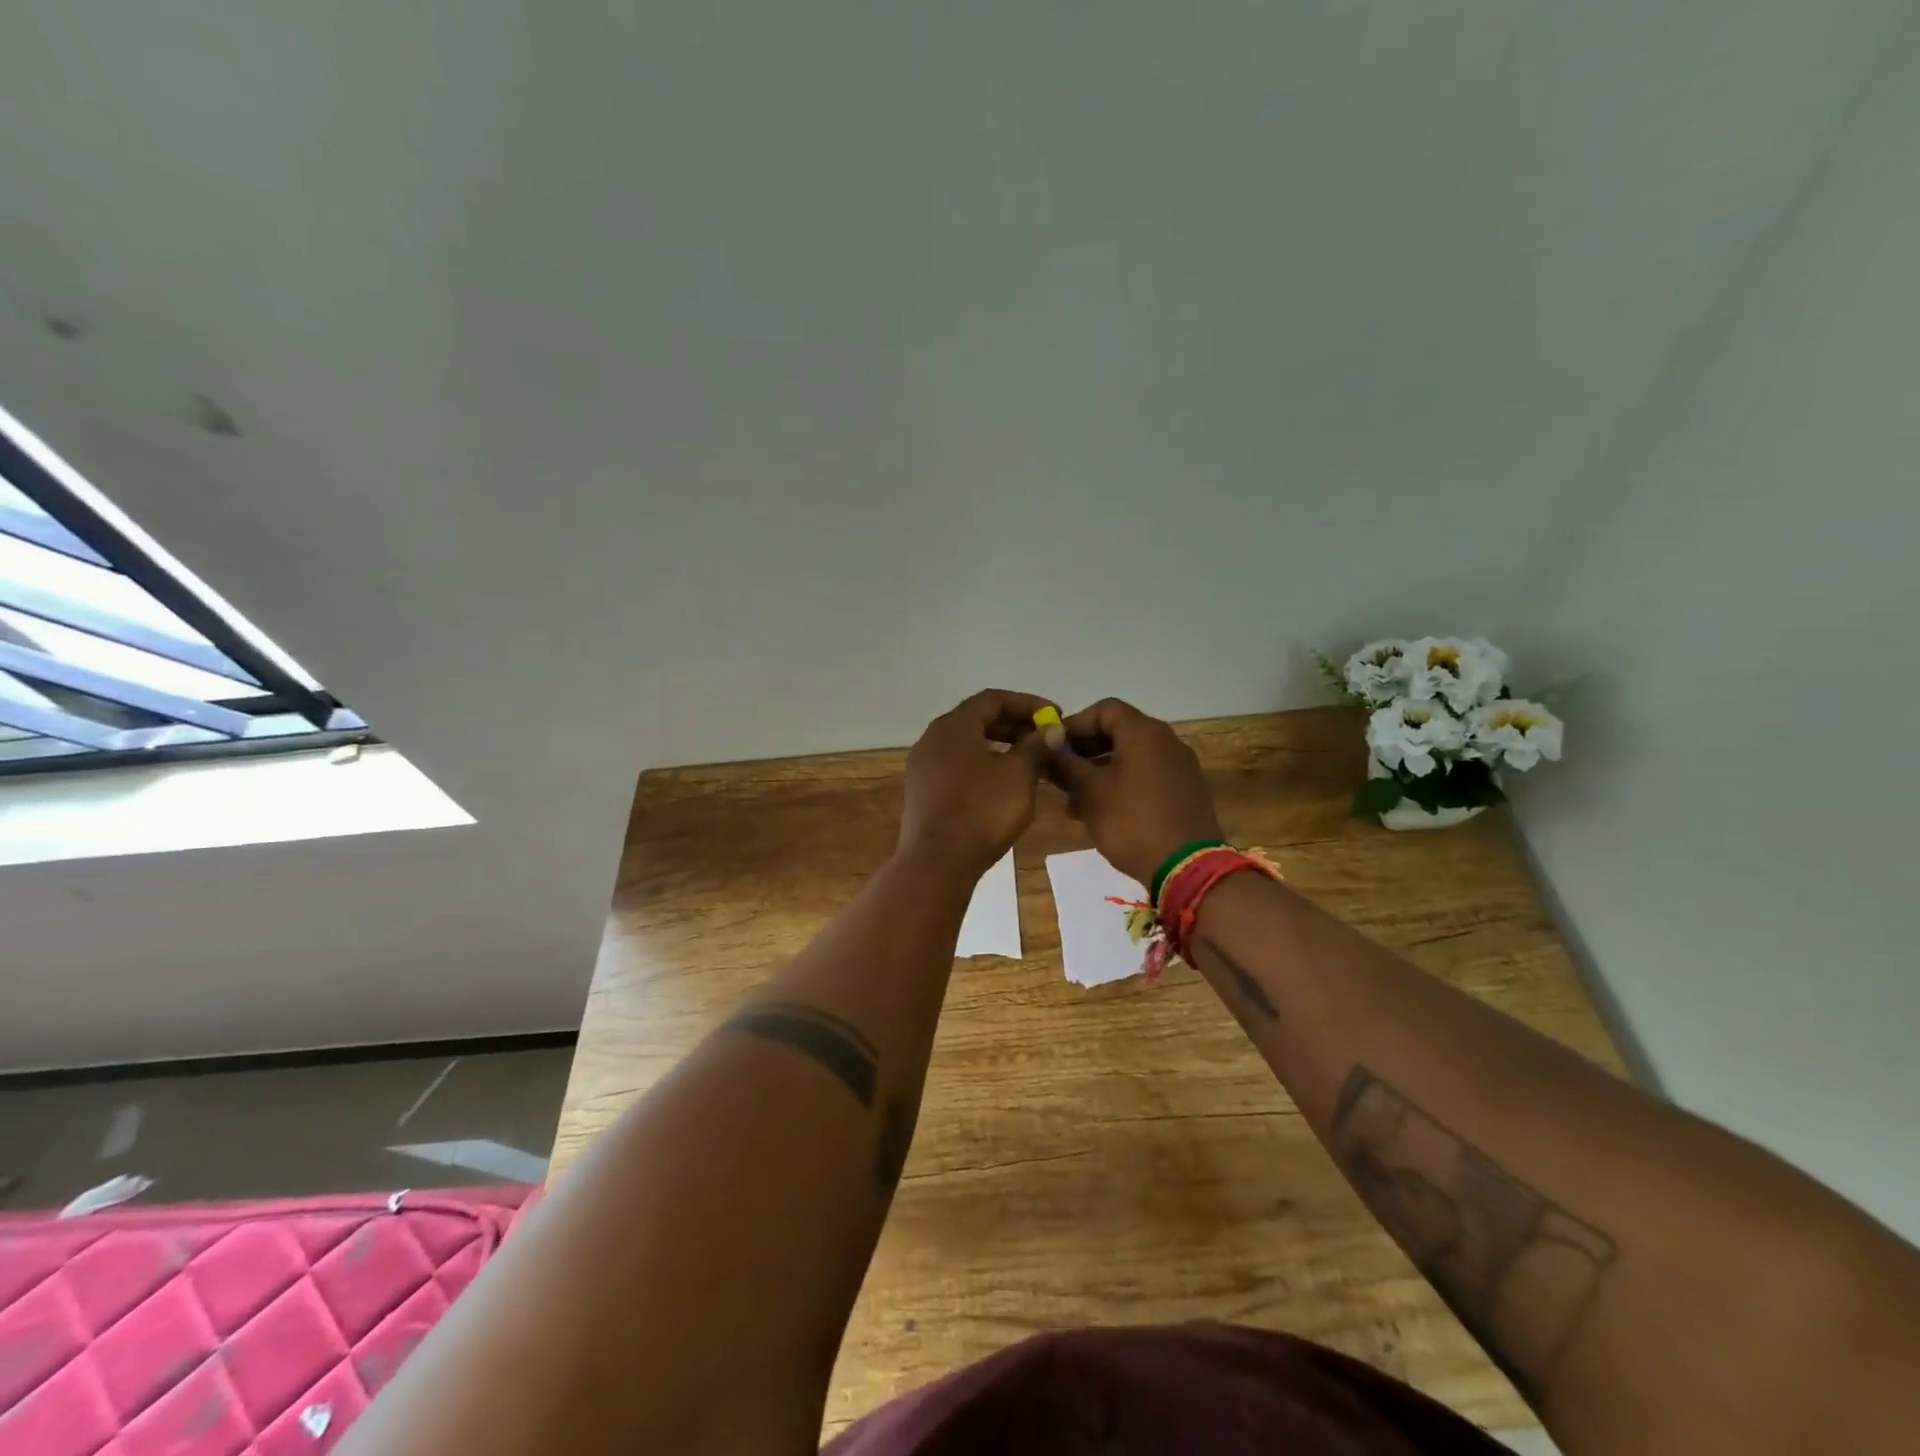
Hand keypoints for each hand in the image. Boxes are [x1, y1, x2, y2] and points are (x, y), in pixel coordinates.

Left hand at [899, 689, 1055, 875]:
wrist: (937, 862)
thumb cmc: (982, 811)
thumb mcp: (1019, 776)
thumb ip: (1037, 747)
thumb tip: (1051, 730)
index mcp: (954, 726)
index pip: (993, 699)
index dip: (1027, 703)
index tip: (1055, 716)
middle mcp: (933, 738)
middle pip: (977, 719)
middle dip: (1014, 725)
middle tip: (1044, 738)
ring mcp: (923, 765)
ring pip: (967, 743)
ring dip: (999, 745)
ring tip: (1029, 760)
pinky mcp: (923, 790)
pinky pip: (957, 764)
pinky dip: (983, 764)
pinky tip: (1003, 782)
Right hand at [1050, 698, 1222, 885]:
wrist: (1187, 868)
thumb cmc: (1132, 822)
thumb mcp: (1090, 793)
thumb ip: (1066, 765)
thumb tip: (1048, 745)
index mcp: (1144, 733)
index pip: (1104, 709)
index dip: (1075, 724)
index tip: (1053, 747)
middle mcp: (1166, 741)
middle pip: (1118, 732)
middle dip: (1084, 752)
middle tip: (1059, 775)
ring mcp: (1180, 767)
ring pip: (1130, 758)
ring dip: (1099, 772)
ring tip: (1074, 802)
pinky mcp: (1185, 791)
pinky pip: (1146, 776)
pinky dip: (1121, 785)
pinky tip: (1102, 813)